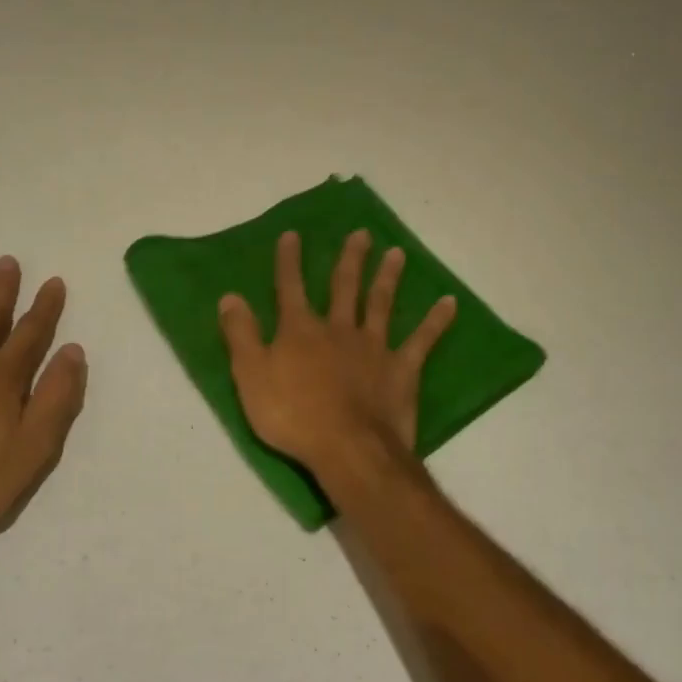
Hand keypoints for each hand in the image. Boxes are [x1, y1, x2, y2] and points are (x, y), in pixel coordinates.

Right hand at [218, 230, 455, 481]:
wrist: (347, 447)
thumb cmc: (292, 415)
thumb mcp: (250, 376)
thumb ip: (241, 335)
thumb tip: (230, 296)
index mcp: (300, 331)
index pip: (290, 288)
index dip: (289, 262)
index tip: (292, 234)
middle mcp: (338, 329)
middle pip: (344, 287)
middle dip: (351, 259)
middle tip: (362, 234)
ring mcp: (373, 347)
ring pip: (381, 303)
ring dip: (388, 277)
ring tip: (397, 253)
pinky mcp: (402, 368)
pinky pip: (423, 339)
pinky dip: (436, 321)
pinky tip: (450, 302)